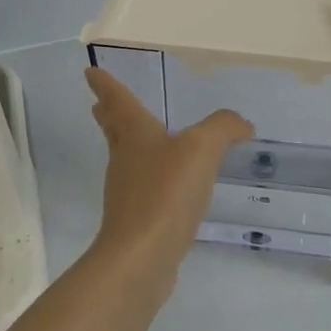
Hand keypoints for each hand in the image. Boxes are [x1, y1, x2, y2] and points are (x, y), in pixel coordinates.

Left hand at [85, 67, 251, 289]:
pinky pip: (143, 189)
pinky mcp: (135, 221)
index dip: (105, 84)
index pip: (118, 101)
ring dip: (128, 145)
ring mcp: (126, 192)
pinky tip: (168, 186)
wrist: (141, 257)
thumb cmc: (165, 193)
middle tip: (99, 104)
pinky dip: (150, 178)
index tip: (89, 72)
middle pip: (114, 130)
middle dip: (108, 114)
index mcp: (135, 135)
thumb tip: (241, 124)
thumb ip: (223, 129)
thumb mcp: (201, 149)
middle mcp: (125, 159)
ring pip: (126, 158)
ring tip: (142, 139)